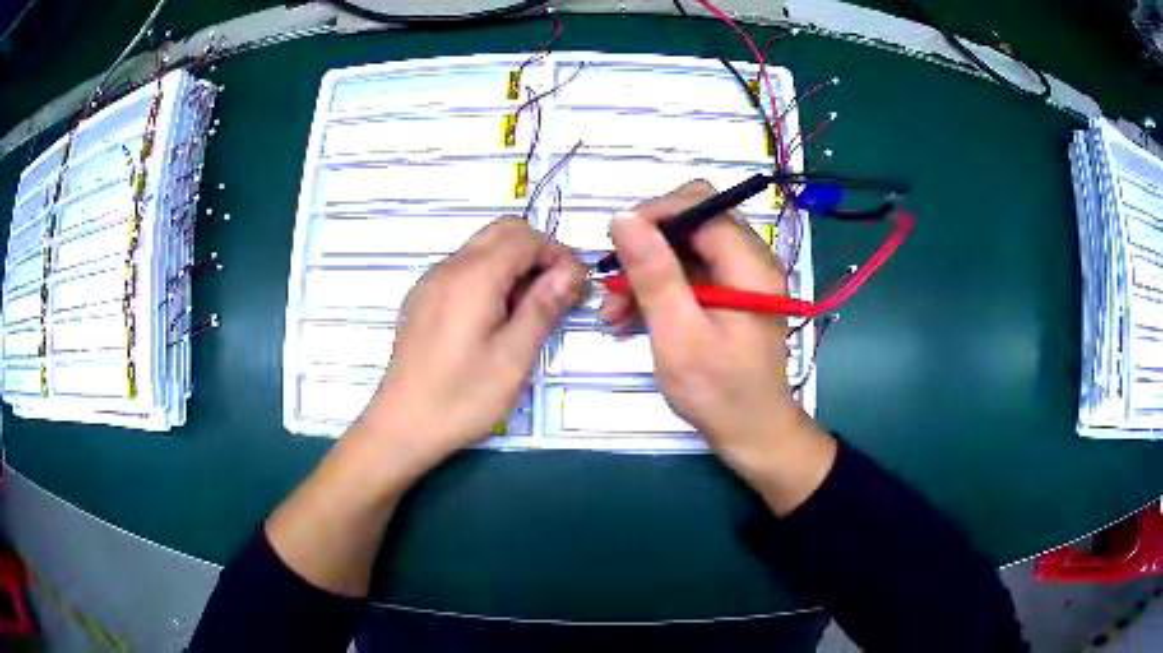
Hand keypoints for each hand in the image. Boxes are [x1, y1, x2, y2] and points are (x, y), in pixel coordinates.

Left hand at [360, 217, 585, 471]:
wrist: (402, 426)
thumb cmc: (461, 398)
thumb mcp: (513, 358)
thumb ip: (543, 307)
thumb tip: (570, 272)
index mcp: (473, 276)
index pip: (525, 238)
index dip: (558, 254)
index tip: (575, 288)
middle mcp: (448, 267)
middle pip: (502, 231)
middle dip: (537, 252)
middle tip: (555, 294)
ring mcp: (431, 282)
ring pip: (482, 248)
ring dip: (514, 264)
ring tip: (528, 312)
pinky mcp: (422, 300)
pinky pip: (463, 269)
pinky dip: (490, 277)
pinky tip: (494, 319)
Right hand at [602, 180, 835, 513]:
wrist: (752, 434)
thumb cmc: (719, 392)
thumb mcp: (679, 335)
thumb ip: (654, 274)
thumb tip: (624, 218)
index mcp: (750, 265)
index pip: (701, 206)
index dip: (655, 214)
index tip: (615, 241)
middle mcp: (751, 261)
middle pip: (694, 221)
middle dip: (648, 244)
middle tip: (614, 277)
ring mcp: (741, 278)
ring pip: (686, 249)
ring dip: (646, 271)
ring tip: (613, 311)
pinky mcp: (729, 295)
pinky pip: (689, 274)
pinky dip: (659, 289)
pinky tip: (630, 318)